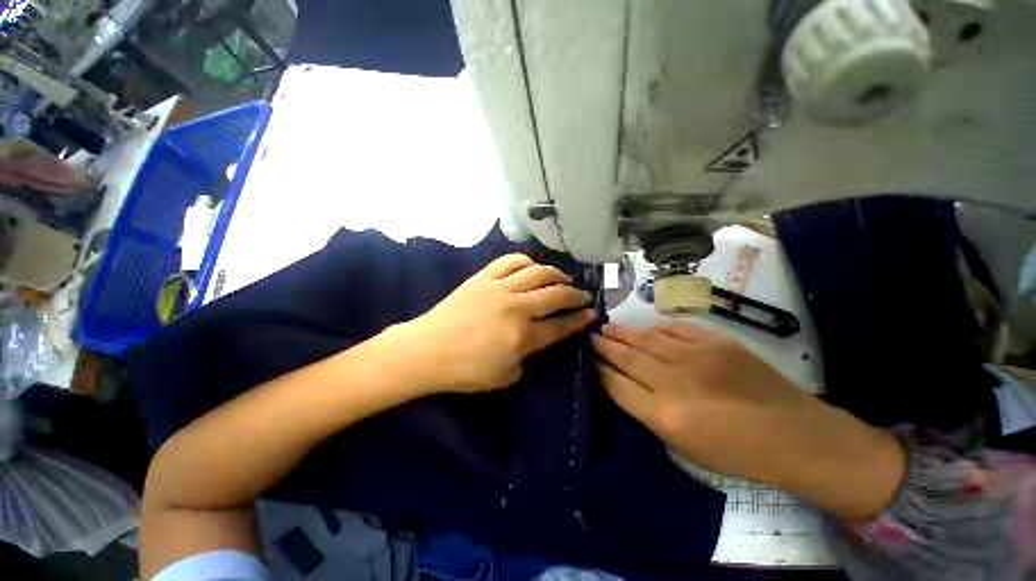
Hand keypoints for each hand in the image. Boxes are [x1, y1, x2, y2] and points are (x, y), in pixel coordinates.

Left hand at [397, 254, 595, 392]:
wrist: (426, 350)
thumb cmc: (464, 370)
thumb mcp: (504, 376)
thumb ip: (526, 357)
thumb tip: (534, 340)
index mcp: (522, 336)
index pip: (560, 326)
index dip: (579, 319)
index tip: (591, 313)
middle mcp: (515, 308)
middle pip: (554, 294)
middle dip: (575, 294)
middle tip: (584, 295)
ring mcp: (498, 288)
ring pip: (536, 273)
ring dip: (555, 274)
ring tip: (563, 278)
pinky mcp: (483, 278)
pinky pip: (509, 261)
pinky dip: (525, 261)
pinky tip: (531, 267)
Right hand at [592, 322, 905, 519]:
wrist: (794, 435)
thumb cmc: (736, 453)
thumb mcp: (684, 447)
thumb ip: (648, 412)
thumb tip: (624, 385)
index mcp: (664, 416)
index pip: (616, 385)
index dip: (600, 370)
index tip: (590, 361)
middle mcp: (673, 381)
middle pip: (626, 357)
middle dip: (604, 346)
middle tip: (590, 336)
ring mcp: (696, 357)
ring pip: (645, 339)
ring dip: (622, 333)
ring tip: (606, 327)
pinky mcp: (716, 342)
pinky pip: (674, 329)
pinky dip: (655, 329)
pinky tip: (644, 328)